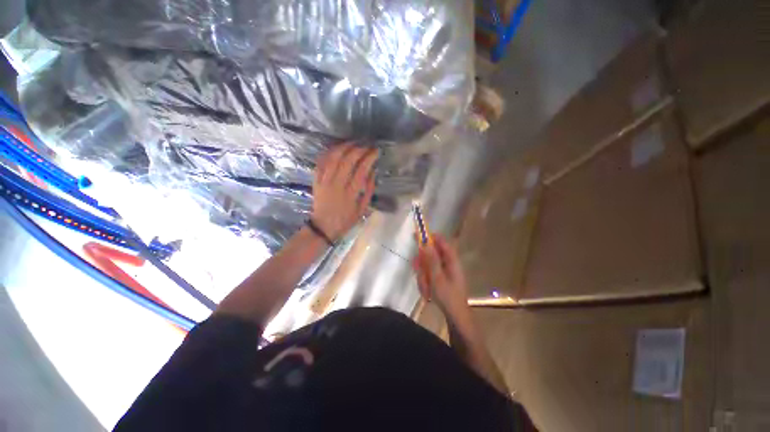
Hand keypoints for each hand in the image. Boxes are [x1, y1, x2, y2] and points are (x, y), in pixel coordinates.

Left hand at [312, 144, 377, 240]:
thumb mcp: (362, 209)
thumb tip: (372, 172)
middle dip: (358, 149)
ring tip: (353, 142)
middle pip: (347, 161)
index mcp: (350, 194)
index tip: (375, 151)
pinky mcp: (316, 180)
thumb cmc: (345, 220)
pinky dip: (328, 152)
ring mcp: (324, 181)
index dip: (369, 158)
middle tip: (366, 145)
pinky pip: (321, 162)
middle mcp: (336, 185)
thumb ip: (368, 191)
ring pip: (333, 158)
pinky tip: (336, 147)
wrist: (323, 227)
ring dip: (344, 147)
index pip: (361, 170)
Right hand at [413, 235, 469, 318]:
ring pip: (429, 265)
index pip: (442, 242)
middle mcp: (449, 263)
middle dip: (423, 261)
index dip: (431, 237)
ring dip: (424, 274)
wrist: (456, 317)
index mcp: (452, 260)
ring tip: (424, 286)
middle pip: (433, 254)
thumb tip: (426, 243)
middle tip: (416, 267)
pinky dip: (426, 280)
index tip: (419, 236)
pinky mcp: (442, 279)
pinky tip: (427, 291)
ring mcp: (446, 272)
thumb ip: (431, 259)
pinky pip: (430, 274)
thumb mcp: (437, 277)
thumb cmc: (448, 296)